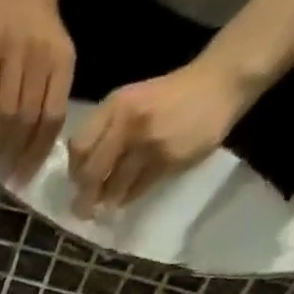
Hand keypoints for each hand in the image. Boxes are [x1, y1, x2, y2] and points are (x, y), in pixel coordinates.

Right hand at [0, 0, 75, 182]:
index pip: (52, 118)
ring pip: (5, 112)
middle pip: (27, 120)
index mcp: (62, 64)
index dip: (38, 152)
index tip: (26, 176)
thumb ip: (50, 99)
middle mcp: (40, 59)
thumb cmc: (43, 32)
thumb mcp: (58, 61)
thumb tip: (35, 149)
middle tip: (7, 177)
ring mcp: (13, 54)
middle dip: (16, 154)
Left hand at [68, 61, 249, 214]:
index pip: (79, 147)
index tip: (77, 182)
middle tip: (83, 209)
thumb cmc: (168, 97)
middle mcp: (128, 123)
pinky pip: (137, 189)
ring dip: (107, 201)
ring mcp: (148, 142)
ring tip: (105, 206)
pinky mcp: (167, 160)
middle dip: (84, 196)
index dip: (75, 170)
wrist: (219, 83)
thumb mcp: (131, 101)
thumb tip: (80, 170)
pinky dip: (128, 197)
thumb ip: (104, 129)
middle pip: (92, 172)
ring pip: (114, 186)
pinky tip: (127, 197)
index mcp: (115, 106)